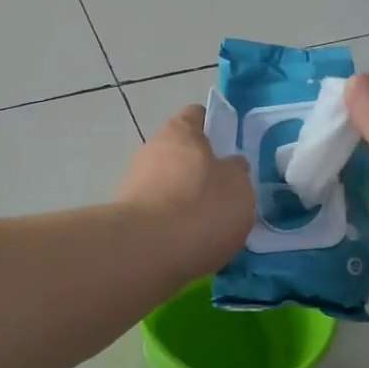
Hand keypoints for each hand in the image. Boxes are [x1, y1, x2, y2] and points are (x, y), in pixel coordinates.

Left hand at [117, 105, 255, 279]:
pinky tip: (192, 242)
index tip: (231, 149)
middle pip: (182, 154)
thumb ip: (236, 171)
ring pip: (170, 185)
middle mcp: (152, 150)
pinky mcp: (129, 216)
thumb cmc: (201, 207)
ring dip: (188, 200)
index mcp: (180, 132)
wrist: (149, 252)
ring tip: (212, 225)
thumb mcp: (239, 186)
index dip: (215, 128)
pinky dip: (174, 224)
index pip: (197, 116)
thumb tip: (229, 166)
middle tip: (227, 193)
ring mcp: (135, 183)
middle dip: (202, 171)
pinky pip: (160, 214)